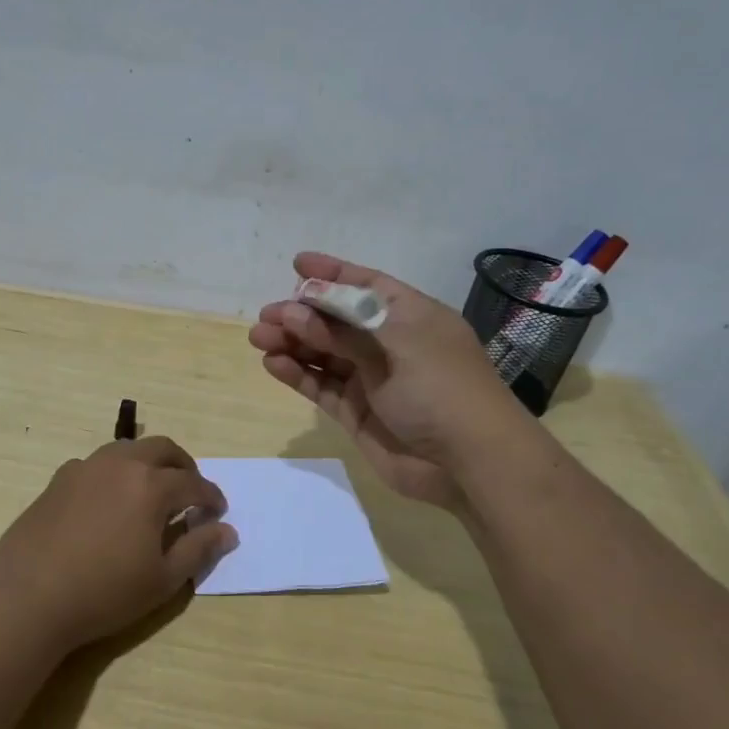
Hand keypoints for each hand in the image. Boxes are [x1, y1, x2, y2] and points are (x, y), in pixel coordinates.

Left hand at [0, 437, 235, 651]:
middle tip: (190, 490)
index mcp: (151, 485)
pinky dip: (114, 473)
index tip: (218, 512)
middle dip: (183, 466)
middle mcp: (120, 464)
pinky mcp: (59, 479)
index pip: (193, 483)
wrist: (29, 595)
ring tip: (151, 490)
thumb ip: (198, 549)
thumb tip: (227, 530)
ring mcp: (85, 468)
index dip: (211, 497)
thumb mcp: (162, 580)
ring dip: (147, 463)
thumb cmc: (104, 592)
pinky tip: (109, 501)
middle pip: (161, 448)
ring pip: (126, 450)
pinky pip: (97, 464)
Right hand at [248, 251, 516, 507]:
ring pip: (324, 354)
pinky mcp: (357, 412)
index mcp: (409, 316)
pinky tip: (273, 364)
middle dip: (301, 314)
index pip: (365, 285)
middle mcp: (389, 343)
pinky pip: (321, 387)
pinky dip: (297, 374)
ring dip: (292, 343)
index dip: (332, 273)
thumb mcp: (394, 345)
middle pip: (337, 320)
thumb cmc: (440, 388)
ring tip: (259, 338)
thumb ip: (341, 330)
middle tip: (266, 316)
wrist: (469, 463)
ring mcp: (372, 379)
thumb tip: (293, 312)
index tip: (297, 264)